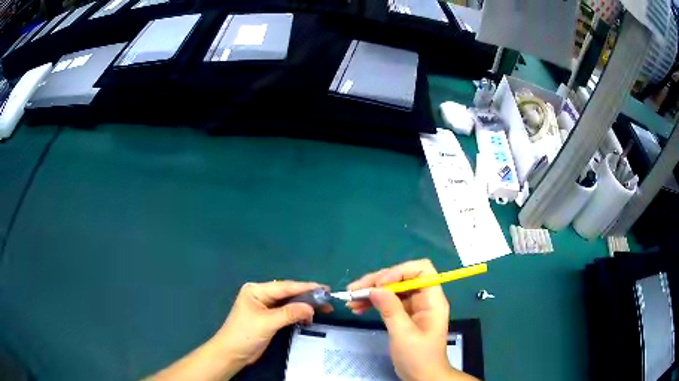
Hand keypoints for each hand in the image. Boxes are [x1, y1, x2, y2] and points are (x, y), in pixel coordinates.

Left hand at [212, 281, 331, 376]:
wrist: (232, 353)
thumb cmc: (245, 334)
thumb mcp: (267, 322)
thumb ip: (290, 313)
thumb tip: (311, 307)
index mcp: (256, 290)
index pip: (285, 286)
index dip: (306, 287)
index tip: (325, 288)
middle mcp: (261, 295)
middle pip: (288, 293)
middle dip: (307, 296)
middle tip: (327, 299)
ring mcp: (265, 307)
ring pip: (289, 303)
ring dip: (304, 306)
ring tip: (324, 308)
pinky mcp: (269, 318)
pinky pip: (287, 312)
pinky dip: (298, 315)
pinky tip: (309, 317)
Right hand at [346, 259, 475, 380]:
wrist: (422, 376)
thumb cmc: (419, 357)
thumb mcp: (404, 334)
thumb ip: (390, 310)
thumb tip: (374, 289)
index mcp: (432, 299)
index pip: (421, 270)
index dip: (400, 271)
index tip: (380, 284)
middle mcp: (424, 298)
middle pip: (402, 278)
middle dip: (378, 281)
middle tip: (355, 289)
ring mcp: (413, 306)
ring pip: (392, 289)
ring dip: (371, 291)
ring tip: (351, 299)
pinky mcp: (404, 315)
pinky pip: (388, 302)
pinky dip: (373, 302)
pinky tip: (357, 307)